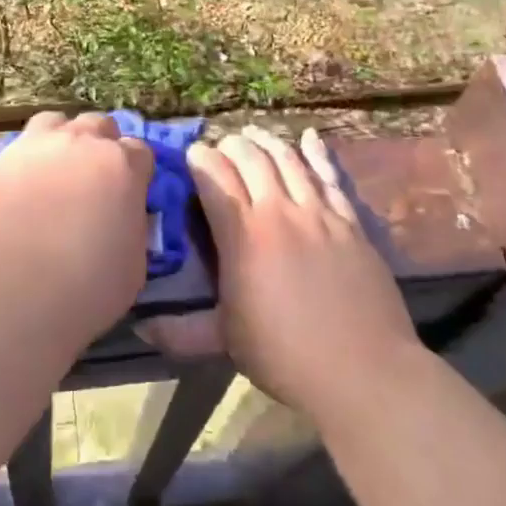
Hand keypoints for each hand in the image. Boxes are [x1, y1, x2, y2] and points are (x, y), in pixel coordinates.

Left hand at [0, 112, 153, 352]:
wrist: (8, 299)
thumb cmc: (84, 290)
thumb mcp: (134, 264)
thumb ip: (133, 224)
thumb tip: (123, 213)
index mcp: (121, 165)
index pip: (140, 151)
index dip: (137, 172)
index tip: (131, 194)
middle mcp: (79, 143)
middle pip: (99, 126)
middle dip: (102, 147)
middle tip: (95, 182)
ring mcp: (35, 146)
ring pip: (56, 124)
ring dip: (63, 141)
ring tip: (58, 174)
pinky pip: (21, 148)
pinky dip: (29, 161)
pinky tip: (24, 190)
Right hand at [175, 126, 421, 425]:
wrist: (365, 371)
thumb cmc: (287, 356)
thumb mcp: (226, 342)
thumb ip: (181, 331)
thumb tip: (140, 327)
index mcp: (243, 235)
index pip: (215, 177)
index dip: (200, 158)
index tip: (190, 156)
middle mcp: (279, 211)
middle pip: (251, 158)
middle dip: (230, 145)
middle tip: (220, 148)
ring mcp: (319, 213)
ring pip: (288, 159)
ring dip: (267, 141)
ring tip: (253, 133)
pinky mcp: (350, 222)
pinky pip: (330, 176)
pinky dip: (318, 153)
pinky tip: (309, 137)